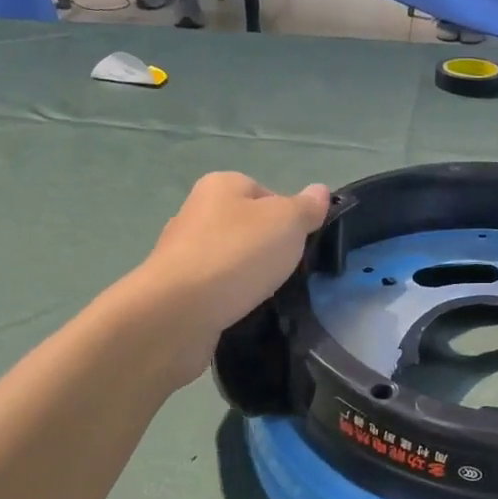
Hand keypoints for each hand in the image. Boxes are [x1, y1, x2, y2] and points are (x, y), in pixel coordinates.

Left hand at [129, 172, 330, 381]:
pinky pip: (216, 289)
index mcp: (221, 186)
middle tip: (288, 272)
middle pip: (248, 227)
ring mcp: (183, 253)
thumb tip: (320, 191)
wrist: (177, 312)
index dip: (289, 218)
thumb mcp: (287, 222)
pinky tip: (242, 312)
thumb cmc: (237, 255)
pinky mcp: (178, 290)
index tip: (301, 244)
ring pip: (231, 260)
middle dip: (269, 250)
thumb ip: (306, 207)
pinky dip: (231, 299)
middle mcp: (197, 213)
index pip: (266, 193)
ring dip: (249, 277)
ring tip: (266, 295)